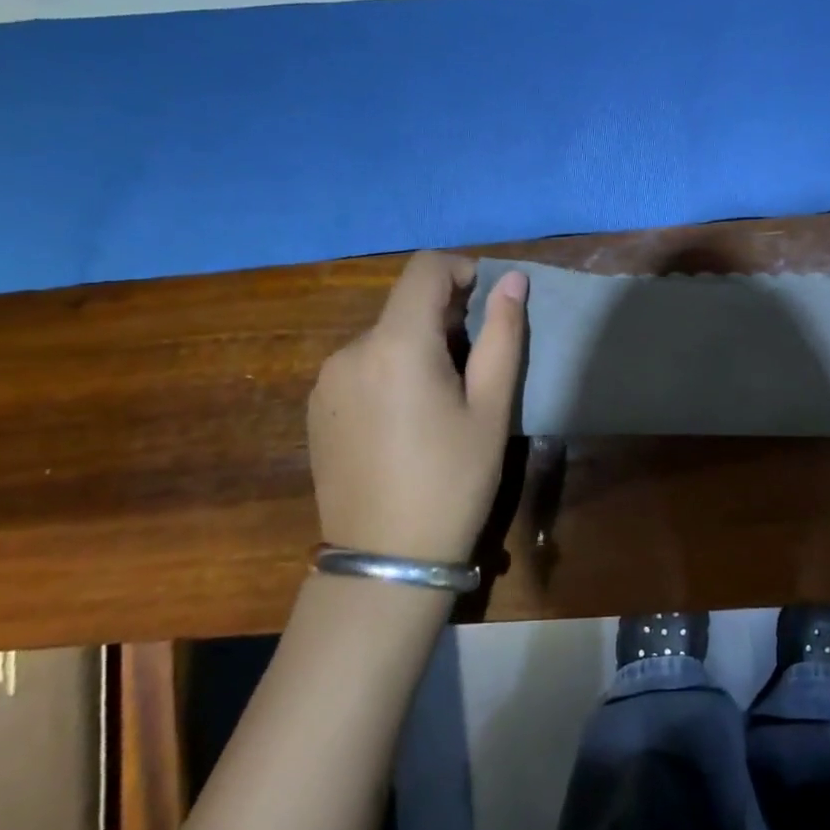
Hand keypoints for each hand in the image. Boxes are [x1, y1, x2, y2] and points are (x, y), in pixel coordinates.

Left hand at [307, 253, 527, 562]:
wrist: (385, 561)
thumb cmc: (453, 481)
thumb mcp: (492, 409)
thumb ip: (503, 336)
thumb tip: (513, 280)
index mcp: (397, 345)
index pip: (425, 269)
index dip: (462, 270)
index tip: (487, 304)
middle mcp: (350, 350)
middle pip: (404, 305)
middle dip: (445, 318)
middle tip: (476, 368)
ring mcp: (326, 380)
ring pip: (383, 337)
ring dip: (418, 347)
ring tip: (443, 401)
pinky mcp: (316, 408)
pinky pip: (361, 367)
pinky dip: (391, 371)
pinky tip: (407, 421)